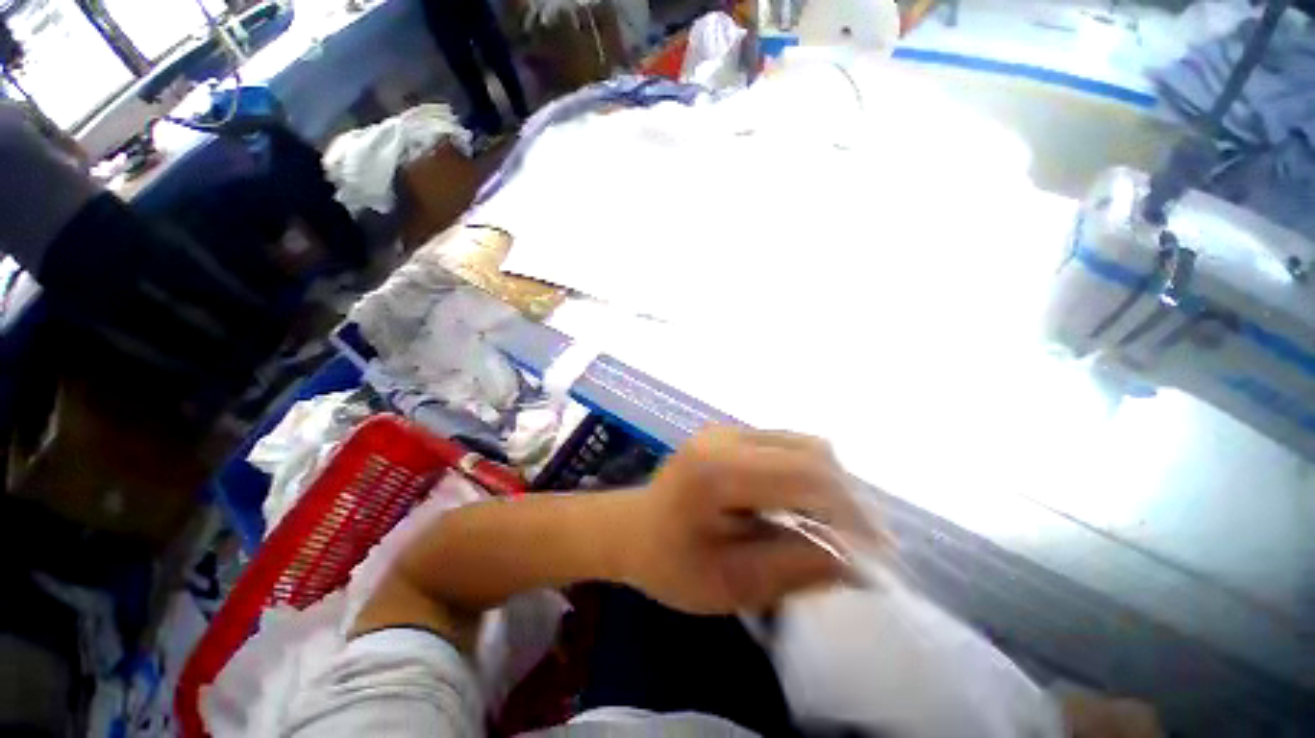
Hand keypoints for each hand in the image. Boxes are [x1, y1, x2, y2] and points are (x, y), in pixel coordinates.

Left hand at [615, 427, 884, 614]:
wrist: (633, 528)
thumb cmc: (671, 563)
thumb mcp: (732, 583)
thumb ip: (797, 568)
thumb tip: (860, 564)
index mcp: (718, 471)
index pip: (806, 476)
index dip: (851, 512)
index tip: (879, 554)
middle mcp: (725, 437)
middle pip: (811, 452)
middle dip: (848, 498)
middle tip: (866, 543)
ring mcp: (726, 429)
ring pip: (803, 443)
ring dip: (831, 483)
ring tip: (840, 526)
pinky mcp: (729, 433)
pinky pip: (785, 444)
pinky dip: (809, 473)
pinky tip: (808, 503)